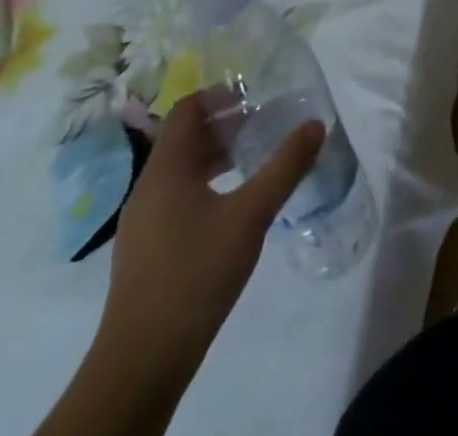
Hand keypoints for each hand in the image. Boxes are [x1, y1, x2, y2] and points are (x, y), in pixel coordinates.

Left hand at [99, 95, 324, 373]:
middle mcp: (148, 187)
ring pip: (182, 169)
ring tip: (256, 158)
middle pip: (185, 137)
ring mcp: (143, 221)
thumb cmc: (195, 274)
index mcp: (166, 169)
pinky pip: (178, 196)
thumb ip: (285, 167)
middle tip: (265, 123)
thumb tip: (316, 124)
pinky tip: (234, 205)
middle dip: (225, 124)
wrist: (141, 363)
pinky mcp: (147, 249)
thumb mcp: (251, 215)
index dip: (220, 94)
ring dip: (218, 155)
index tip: (256, 96)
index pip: (187, 109)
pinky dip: (207, 184)